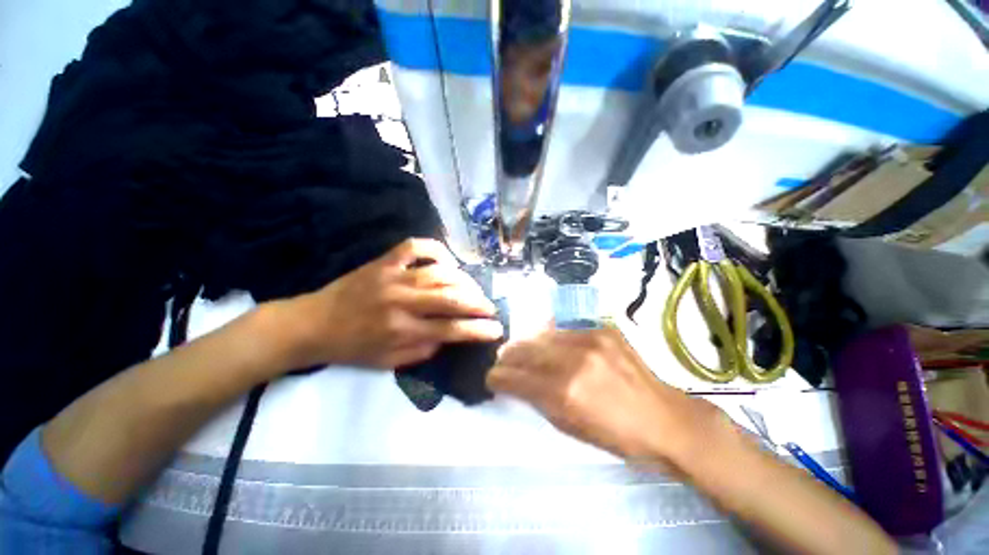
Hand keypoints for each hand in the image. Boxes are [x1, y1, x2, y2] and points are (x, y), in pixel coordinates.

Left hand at [276, 238, 503, 369]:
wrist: (312, 323)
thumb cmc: (351, 347)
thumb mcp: (387, 362)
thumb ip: (422, 351)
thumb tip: (449, 336)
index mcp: (401, 330)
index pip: (450, 329)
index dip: (478, 329)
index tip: (497, 329)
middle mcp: (401, 301)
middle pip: (451, 298)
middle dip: (478, 303)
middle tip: (490, 307)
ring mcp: (393, 276)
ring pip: (440, 272)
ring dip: (464, 281)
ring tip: (473, 289)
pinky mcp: (384, 261)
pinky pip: (416, 246)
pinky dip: (437, 250)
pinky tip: (447, 261)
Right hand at [487, 328, 721, 461]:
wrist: (665, 419)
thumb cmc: (616, 436)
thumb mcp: (570, 427)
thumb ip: (538, 400)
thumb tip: (517, 383)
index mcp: (564, 392)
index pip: (515, 378)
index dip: (497, 377)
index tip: (491, 377)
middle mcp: (573, 360)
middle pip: (525, 349)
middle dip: (508, 356)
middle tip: (502, 359)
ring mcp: (589, 339)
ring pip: (542, 334)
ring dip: (527, 343)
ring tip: (521, 348)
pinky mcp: (602, 329)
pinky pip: (564, 329)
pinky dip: (550, 336)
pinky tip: (548, 341)